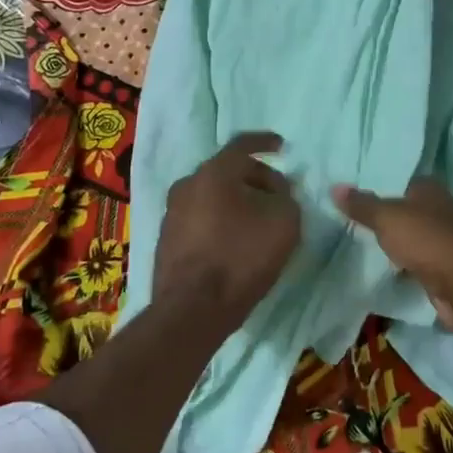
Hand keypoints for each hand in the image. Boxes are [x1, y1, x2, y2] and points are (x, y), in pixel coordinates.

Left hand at [157, 132, 301, 324]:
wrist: (192, 310)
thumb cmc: (241, 257)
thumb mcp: (284, 222)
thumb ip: (286, 198)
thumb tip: (276, 194)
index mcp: (214, 172)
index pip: (242, 144)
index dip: (265, 143)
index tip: (281, 147)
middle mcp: (187, 184)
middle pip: (226, 171)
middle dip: (254, 178)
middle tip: (277, 194)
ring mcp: (172, 213)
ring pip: (211, 196)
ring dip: (236, 202)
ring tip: (258, 221)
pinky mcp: (167, 241)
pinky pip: (200, 219)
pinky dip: (219, 222)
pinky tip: (235, 243)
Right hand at [333, 178, 452, 334]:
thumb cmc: (427, 241)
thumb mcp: (387, 218)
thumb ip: (362, 204)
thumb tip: (334, 186)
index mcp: (429, 189)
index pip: (398, 180)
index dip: (376, 185)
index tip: (349, 193)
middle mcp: (438, 210)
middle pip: (403, 209)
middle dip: (382, 215)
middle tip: (347, 218)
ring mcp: (442, 240)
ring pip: (409, 236)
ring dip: (392, 241)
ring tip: (356, 241)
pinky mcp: (442, 268)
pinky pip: (414, 261)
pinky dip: (400, 264)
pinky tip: (380, 266)